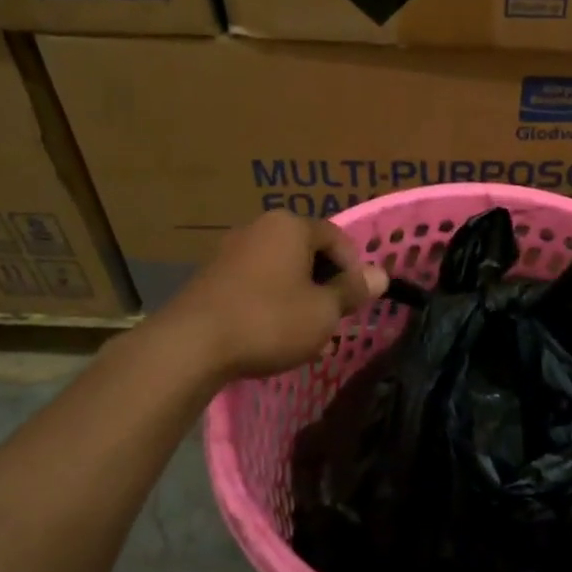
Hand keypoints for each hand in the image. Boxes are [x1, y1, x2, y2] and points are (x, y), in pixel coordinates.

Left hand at [162, 212, 386, 381]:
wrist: (190, 345)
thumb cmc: (269, 320)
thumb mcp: (323, 311)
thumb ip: (352, 291)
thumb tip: (380, 275)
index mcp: (290, 226)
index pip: (336, 237)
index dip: (353, 268)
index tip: (356, 300)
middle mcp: (259, 228)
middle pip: (307, 252)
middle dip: (325, 285)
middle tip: (334, 318)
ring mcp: (230, 252)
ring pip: (281, 271)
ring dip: (299, 297)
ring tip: (306, 334)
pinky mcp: (211, 278)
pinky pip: (255, 284)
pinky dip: (271, 304)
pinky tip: (273, 336)